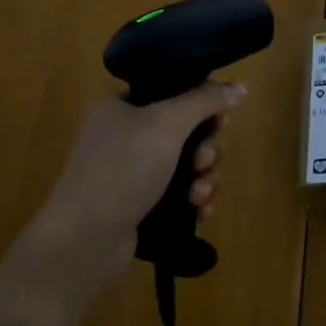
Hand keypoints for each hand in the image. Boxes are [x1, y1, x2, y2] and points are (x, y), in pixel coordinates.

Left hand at [12, 82, 245, 309]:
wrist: (85, 238)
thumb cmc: (124, 168)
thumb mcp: (167, 123)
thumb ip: (205, 100)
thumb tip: (240, 87)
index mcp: (122, 105)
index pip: (173, 91)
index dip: (202, 106)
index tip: (219, 124)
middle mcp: (124, 133)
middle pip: (185, 130)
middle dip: (205, 148)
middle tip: (203, 161)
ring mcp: (130, 171)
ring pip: (185, 164)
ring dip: (203, 177)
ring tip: (199, 195)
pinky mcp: (139, 204)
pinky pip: (178, 193)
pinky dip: (193, 199)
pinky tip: (200, 212)